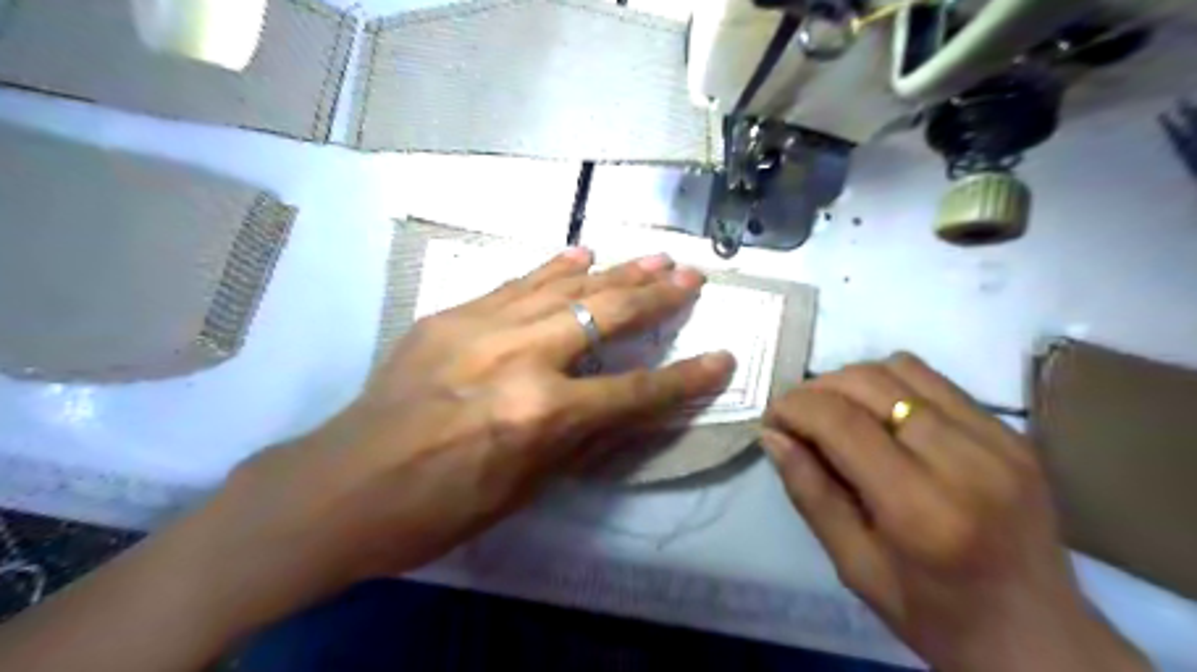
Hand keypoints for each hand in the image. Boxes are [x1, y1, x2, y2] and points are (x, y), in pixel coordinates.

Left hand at [202, 247, 734, 607]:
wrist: (343, 485)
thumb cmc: (439, 507)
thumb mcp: (525, 487)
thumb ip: (580, 439)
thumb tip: (624, 406)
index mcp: (542, 415)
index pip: (636, 392)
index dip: (685, 379)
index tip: (723, 358)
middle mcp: (522, 359)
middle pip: (607, 317)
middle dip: (657, 297)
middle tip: (691, 276)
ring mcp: (483, 327)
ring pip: (567, 287)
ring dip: (616, 271)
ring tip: (654, 256)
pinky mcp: (452, 315)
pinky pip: (516, 283)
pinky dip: (554, 268)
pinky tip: (582, 252)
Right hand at [762, 353, 1144, 668]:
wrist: (1040, 637)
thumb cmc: (935, 616)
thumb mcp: (854, 567)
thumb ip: (810, 494)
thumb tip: (773, 435)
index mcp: (921, 508)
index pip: (842, 422)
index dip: (794, 407)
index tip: (772, 419)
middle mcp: (965, 460)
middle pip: (869, 382)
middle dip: (817, 389)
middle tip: (797, 417)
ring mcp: (998, 439)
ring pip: (900, 368)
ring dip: (852, 381)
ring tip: (835, 413)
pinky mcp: (1011, 431)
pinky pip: (933, 380)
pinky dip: (891, 385)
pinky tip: (879, 416)